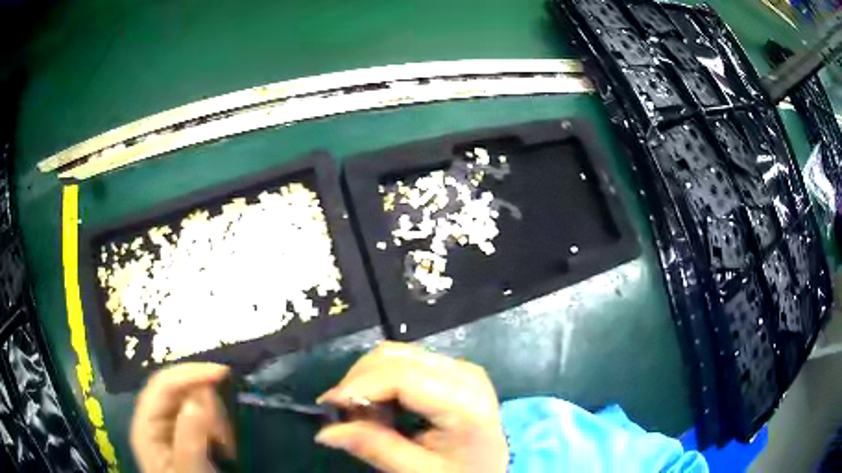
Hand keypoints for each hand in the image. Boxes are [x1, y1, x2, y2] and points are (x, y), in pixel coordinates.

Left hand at [131, 363, 234, 472]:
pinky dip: (216, 426)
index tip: (223, 373)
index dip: (190, 373)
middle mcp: (153, 420)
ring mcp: (168, 428)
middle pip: (178, 390)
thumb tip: (198, 397)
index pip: (162, 384)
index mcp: (146, 426)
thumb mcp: (191, 472)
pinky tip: (225, 446)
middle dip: (206, 406)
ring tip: (227, 448)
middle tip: (226, 437)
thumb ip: (190, 437)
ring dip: (214, 419)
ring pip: (192, 402)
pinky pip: (201, 417)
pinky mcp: (183, 435)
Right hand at [315, 342, 507, 472]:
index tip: (327, 404)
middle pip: (395, 357)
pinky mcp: (451, 368)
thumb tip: (324, 431)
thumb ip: (374, 447)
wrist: (489, 469)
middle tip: (346, 416)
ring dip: (368, 380)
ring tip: (367, 415)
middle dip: (359, 382)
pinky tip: (384, 407)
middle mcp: (464, 373)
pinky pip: (405, 361)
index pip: (401, 377)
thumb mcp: (417, 471)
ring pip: (395, 354)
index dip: (358, 385)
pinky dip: (382, 380)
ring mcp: (459, 366)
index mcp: (464, 402)